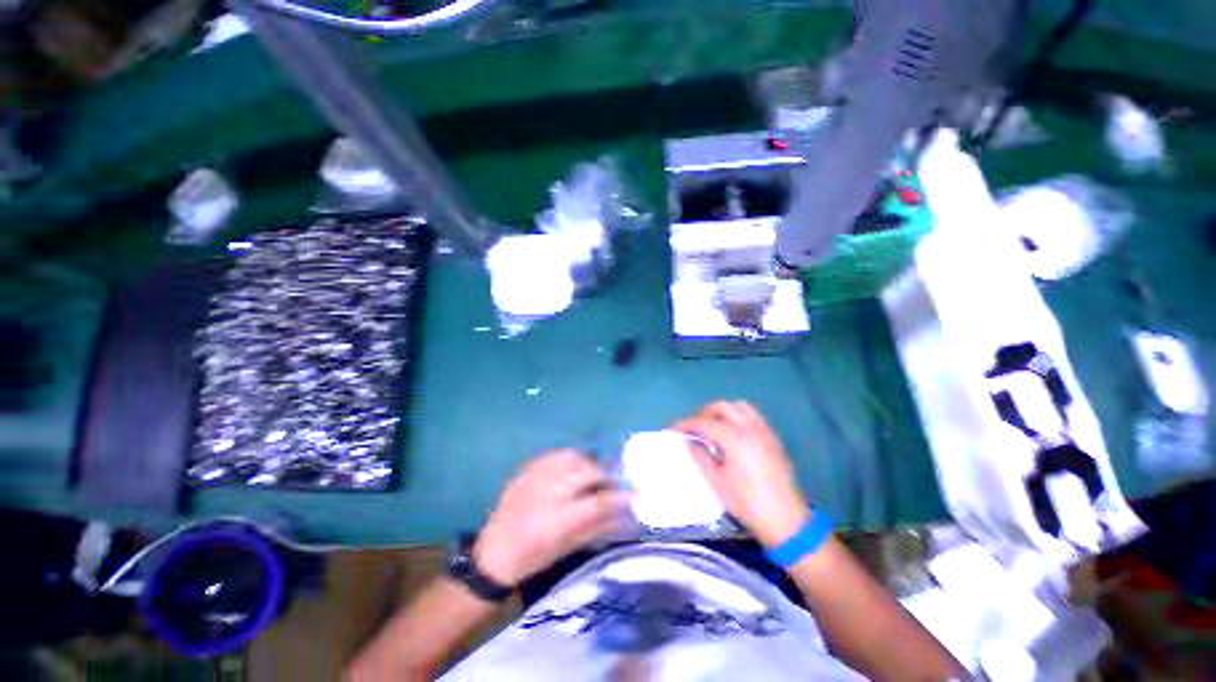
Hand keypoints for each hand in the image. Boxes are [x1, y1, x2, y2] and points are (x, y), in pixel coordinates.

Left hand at [473, 450, 628, 586]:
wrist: (495, 552)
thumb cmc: (534, 556)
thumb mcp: (569, 546)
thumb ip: (600, 526)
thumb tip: (626, 513)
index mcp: (562, 517)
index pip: (601, 500)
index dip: (621, 495)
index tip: (634, 493)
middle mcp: (552, 489)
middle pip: (590, 471)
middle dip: (606, 475)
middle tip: (612, 482)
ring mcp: (538, 474)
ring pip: (574, 456)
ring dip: (588, 463)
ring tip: (591, 474)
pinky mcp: (529, 467)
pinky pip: (557, 454)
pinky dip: (570, 458)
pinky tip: (571, 469)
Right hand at [675, 401, 810, 547]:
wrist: (786, 520)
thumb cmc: (747, 503)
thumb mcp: (717, 482)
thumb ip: (700, 457)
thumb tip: (689, 442)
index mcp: (734, 438)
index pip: (704, 423)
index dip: (687, 424)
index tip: (674, 429)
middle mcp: (750, 428)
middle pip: (722, 407)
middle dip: (704, 413)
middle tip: (693, 428)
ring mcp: (764, 431)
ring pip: (740, 407)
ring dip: (722, 412)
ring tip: (712, 426)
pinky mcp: (773, 438)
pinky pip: (753, 416)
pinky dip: (738, 416)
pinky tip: (732, 433)